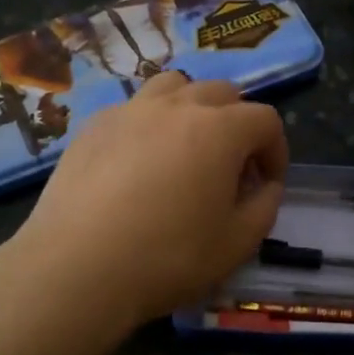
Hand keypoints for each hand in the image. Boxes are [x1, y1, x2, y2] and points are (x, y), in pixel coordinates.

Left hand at [8, 72, 288, 332]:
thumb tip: (266, 185)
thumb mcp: (237, 244)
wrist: (77, 267)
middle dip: (237, 124)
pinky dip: (149, 124)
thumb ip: (265, 207)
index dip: (276, 150)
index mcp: (220, 129)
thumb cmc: (168, 257)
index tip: (267, 184)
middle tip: (231, 167)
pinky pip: (133, 108)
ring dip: (192, 109)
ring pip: (173, 87)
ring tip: (185, 148)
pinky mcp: (93, 126)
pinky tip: (138, 163)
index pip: (265, 120)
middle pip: (222, 92)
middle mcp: (176, 106)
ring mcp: (130, 110)